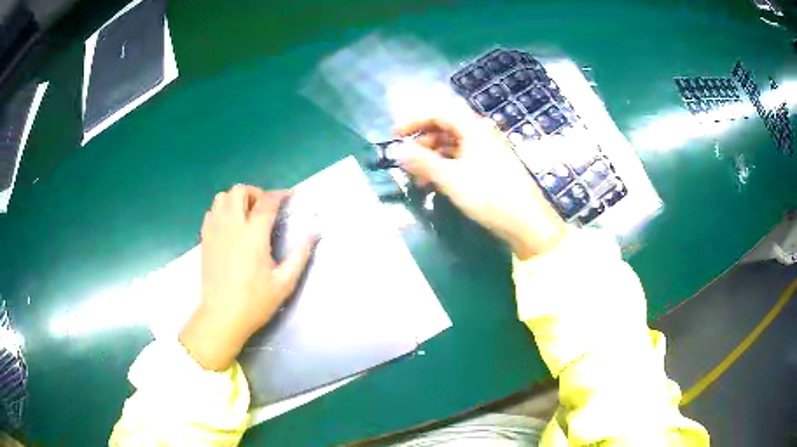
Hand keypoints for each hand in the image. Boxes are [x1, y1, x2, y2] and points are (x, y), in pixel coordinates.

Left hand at [179, 185, 316, 370]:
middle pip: (239, 191)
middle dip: (255, 193)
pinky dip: (222, 210)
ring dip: (236, 199)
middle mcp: (232, 226)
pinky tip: (230, 226)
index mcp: (253, 235)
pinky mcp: (205, 239)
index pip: (267, 201)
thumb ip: (300, 256)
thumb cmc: (255, 302)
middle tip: (264, 209)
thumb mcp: (284, 283)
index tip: (289, 196)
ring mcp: (215, 231)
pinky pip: (211, 212)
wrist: (222, 316)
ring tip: (245, 215)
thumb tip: (314, 235)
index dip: (280, 194)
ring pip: (222, 197)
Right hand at [395, 110, 565, 259]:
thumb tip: (398, 151)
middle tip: (406, 158)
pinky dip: (446, 166)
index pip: (438, 111)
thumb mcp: (450, 178)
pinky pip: (462, 158)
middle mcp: (481, 133)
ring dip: (432, 156)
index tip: (395, 135)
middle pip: (445, 126)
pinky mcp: (491, 167)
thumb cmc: (488, 194)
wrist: (526, 222)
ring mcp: (487, 150)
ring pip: (453, 144)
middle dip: (422, 140)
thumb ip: (422, 161)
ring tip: (417, 176)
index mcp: (473, 128)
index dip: (414, 120)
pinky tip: (435, 183)